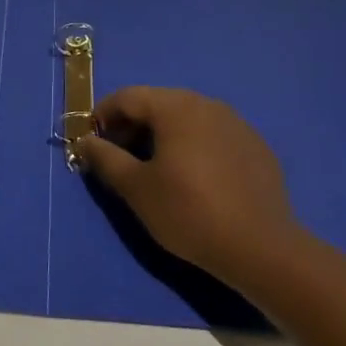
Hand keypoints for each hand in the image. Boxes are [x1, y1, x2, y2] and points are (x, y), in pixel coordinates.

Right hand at [75, 87, 295, 292]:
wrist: (261, 248)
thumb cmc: (188, 212)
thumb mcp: (136, 187)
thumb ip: (105, 158)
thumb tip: (85, 141)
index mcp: (176, 107)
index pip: (128, 97)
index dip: (103, 115)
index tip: (92, 142)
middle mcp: (208, 104)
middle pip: (159, 103)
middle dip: (132, 126)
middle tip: (119, 158)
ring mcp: (237, 124)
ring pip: (188, 119)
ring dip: (163, 136)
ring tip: (154, 169)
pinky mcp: (257, 147)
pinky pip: (213, 136)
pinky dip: (193, 147)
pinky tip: (194, 180)